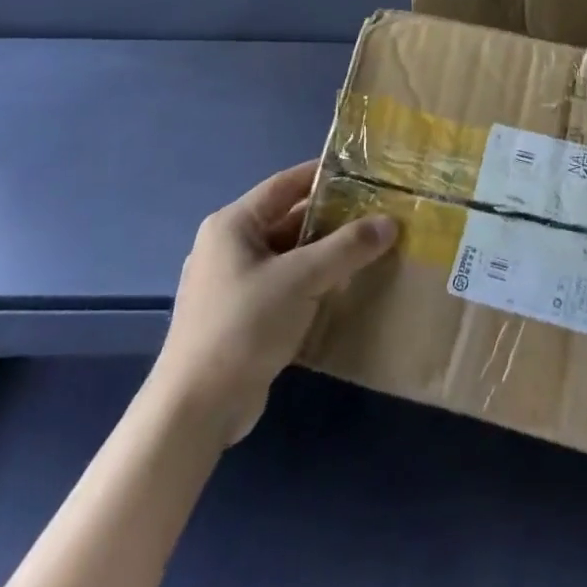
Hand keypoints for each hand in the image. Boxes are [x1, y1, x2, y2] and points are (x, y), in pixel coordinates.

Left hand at [149, 162, 396, 442]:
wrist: (195, 412)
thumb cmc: (244, 326)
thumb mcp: (302, 278)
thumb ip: (348, 247)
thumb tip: (391, 222)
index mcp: (233, 224)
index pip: (287, 183)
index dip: (326, 175)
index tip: (367, 174)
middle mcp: (229, 247)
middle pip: (290, 219)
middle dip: (333, 218)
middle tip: (379, 214)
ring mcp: (233, 284)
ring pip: (290, 255)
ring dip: (326, 254)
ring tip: (372, 249)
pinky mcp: (241, 317)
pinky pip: (285, 286)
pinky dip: (313, 283)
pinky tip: (346, 288)